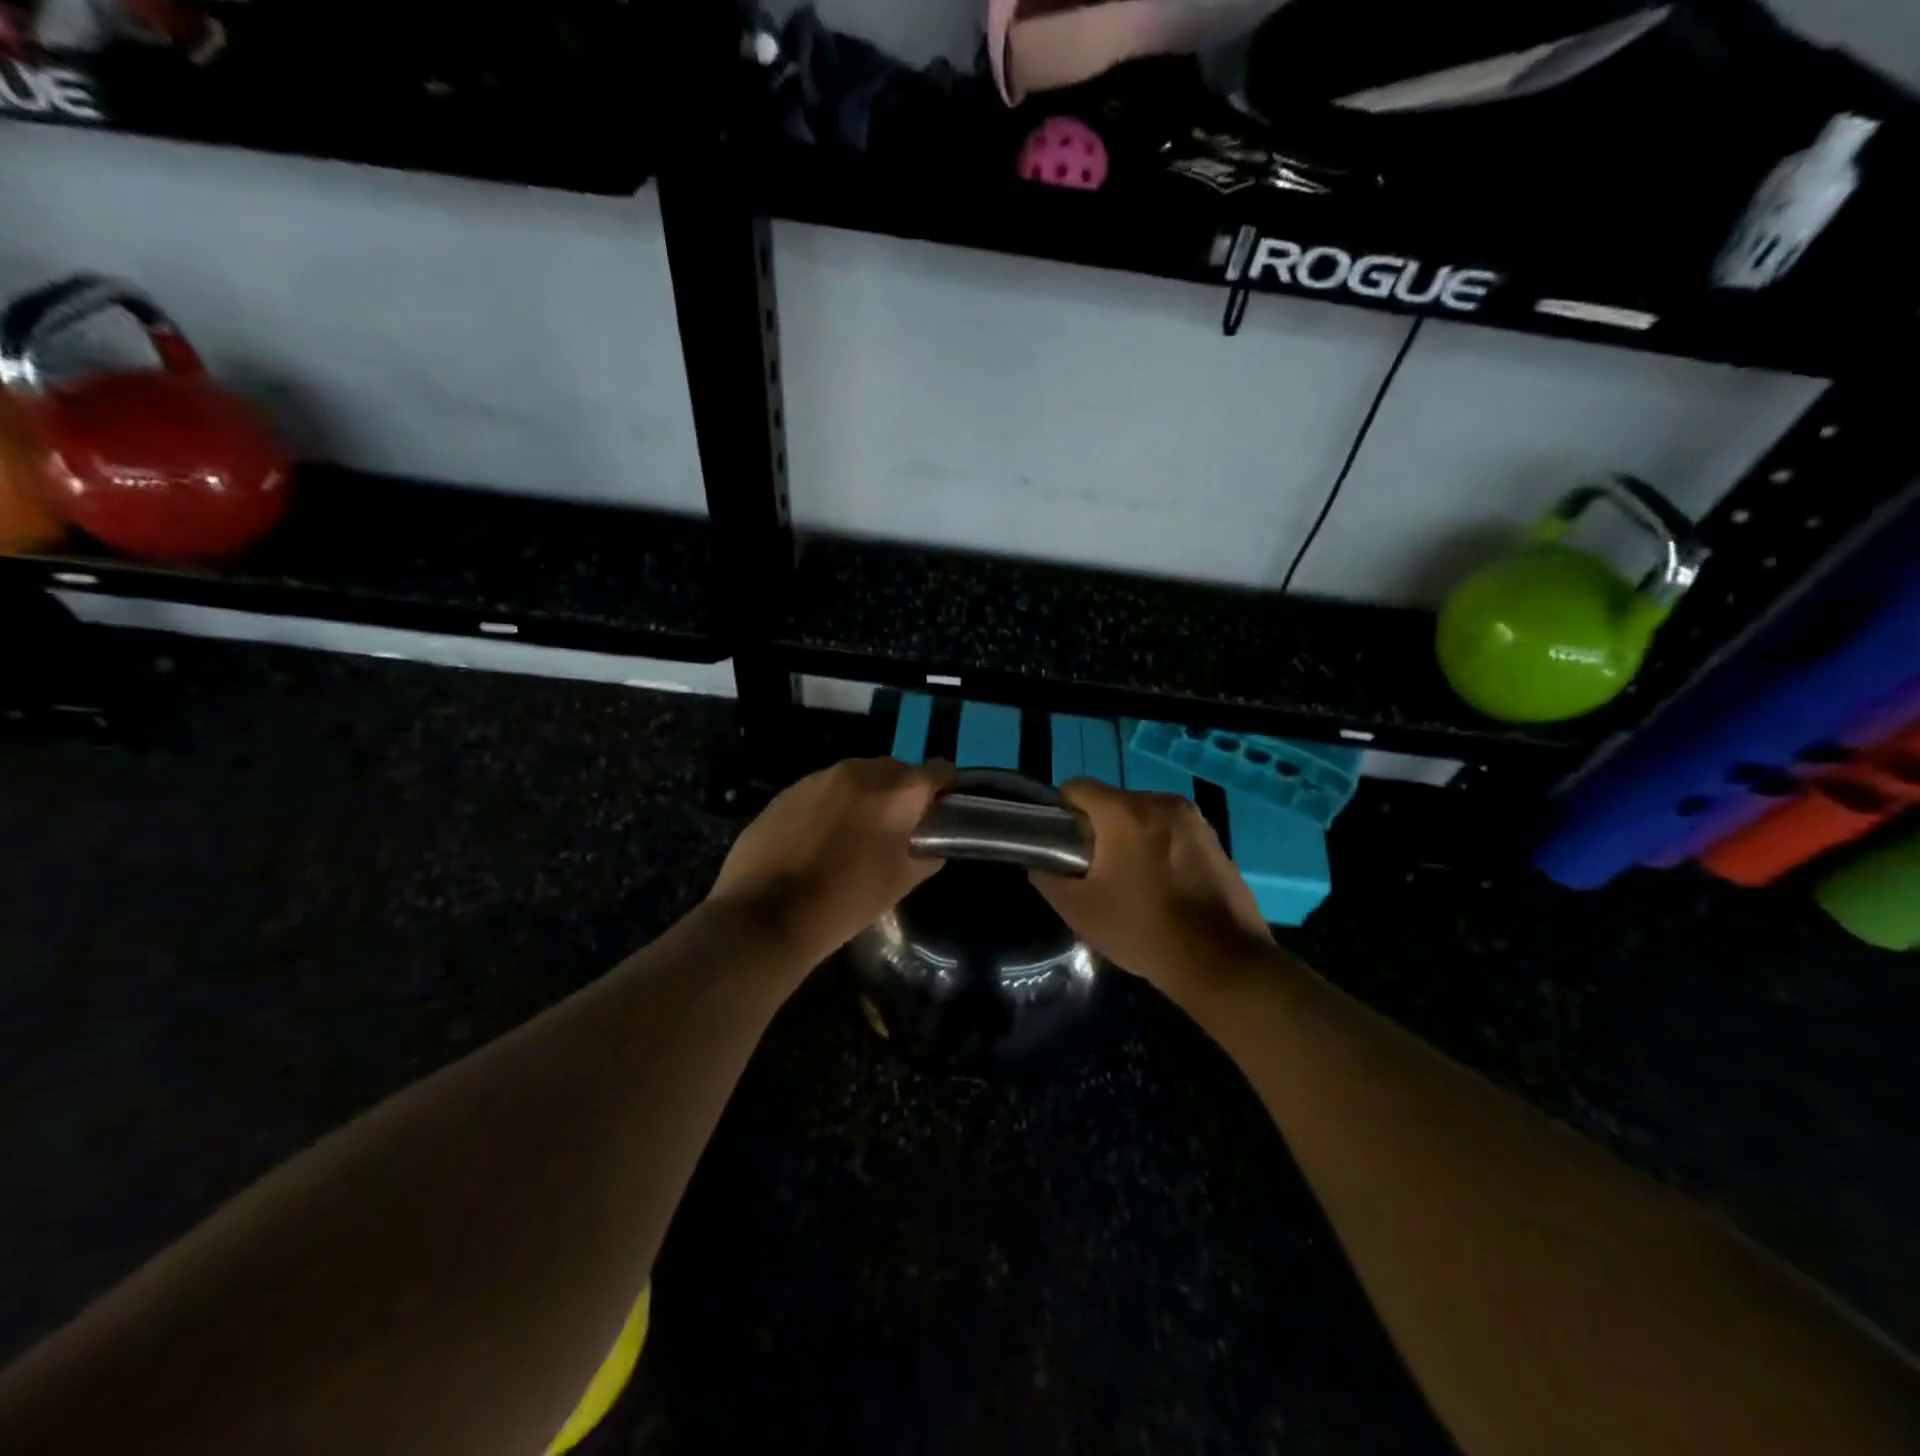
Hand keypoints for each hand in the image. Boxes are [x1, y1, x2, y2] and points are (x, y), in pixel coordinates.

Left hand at [708, 757, 954, 966]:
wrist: (767, 914)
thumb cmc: (847, 900)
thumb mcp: (902, 882)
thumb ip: (927, 851)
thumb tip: (930, 839)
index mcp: (898, 791)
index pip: (939, 770)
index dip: (944, 789)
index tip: (939, 812)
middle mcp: (862, 770)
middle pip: (896, 770)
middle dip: (901, 794)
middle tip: (895, 830)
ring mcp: (821, 777)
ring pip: (857, 777)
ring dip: (864, 797)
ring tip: (853, 835)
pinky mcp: (789, 790)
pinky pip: (823, 789)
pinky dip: (831, 805)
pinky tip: (819, 839)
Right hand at [1030, 779, 1274, 1002]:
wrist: (1222, 961)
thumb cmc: (1143, 931)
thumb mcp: (1080, 911)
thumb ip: (1049, 879)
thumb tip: (1042, 865)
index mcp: (1125, 812)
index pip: (1077, 788)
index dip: (1062, 813)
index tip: (1063, 846)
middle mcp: (1161, 802)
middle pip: (1113, 802)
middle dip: (1099, 829)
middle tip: (1096, 871)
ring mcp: (1194, 819)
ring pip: (1145, 816)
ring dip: (1132, 838)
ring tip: (1132, 882)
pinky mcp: (1215, 839)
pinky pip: (1173, 832)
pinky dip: (1161, 849)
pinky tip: (1164, 888)